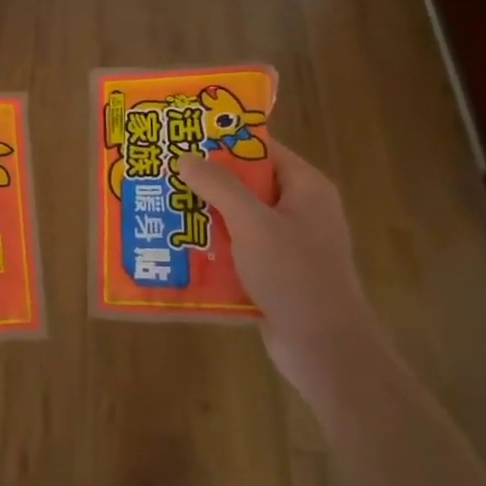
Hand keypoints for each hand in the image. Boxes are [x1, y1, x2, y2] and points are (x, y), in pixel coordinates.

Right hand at [174, 146, 380, 381]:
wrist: (324, 348)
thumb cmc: (294, 275)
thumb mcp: (252, 223)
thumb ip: (219, 186)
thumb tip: (186, 157)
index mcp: (305, 187)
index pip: (261, 149)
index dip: (224, 141)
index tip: (183, 138)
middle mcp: (300, 209)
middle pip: (247, 183)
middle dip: (206, 181)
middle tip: (163, 174)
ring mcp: (289, 242)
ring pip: (239, 217)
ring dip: (206, 215)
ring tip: (162, 208)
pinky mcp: (276, 271)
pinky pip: (239, 247)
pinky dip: (213, 246)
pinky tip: (179, 248)